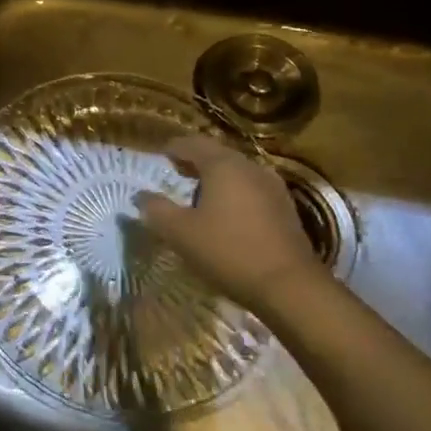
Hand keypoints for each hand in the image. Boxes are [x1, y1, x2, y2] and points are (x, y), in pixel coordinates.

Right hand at [137, 135, 320, 310]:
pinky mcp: (285, 209)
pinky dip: (234, 193)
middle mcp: (250, 168)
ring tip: (198, 194)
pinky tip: (226, 213)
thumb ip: (156, 210)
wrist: (290, 286)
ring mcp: (273, 187)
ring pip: (237, 172)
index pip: (192, 144)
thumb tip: (140, 196)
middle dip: (195, 161)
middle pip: (217, 155)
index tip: (159, 155)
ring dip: (216, 178)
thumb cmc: (228, 250)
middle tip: (175, 172)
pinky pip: (251, 190)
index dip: (173, 147)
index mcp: (223, 165)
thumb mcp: (180, 232)